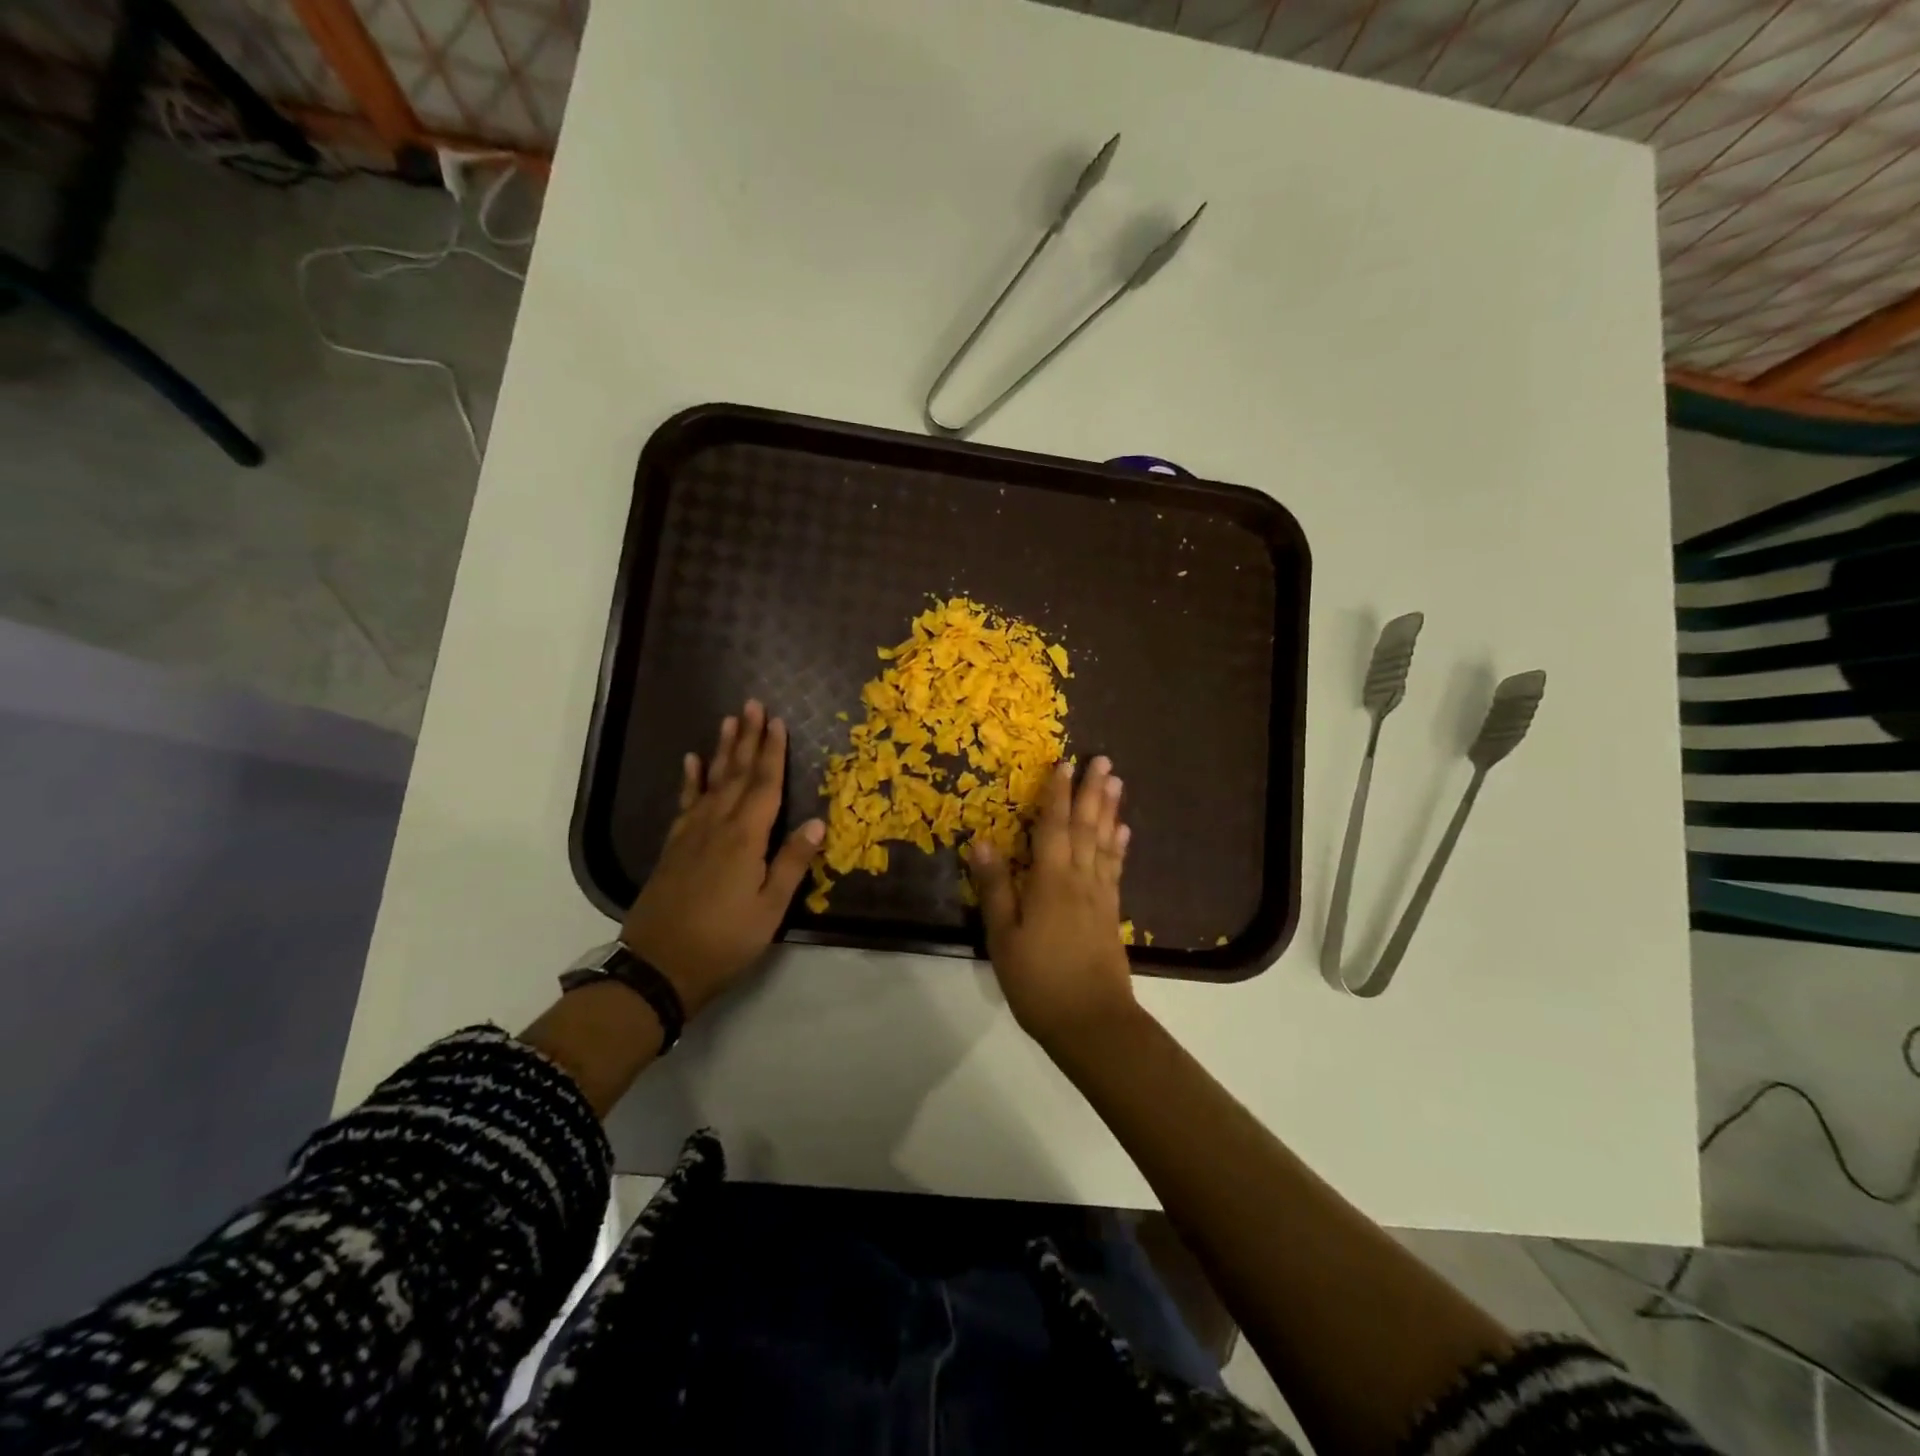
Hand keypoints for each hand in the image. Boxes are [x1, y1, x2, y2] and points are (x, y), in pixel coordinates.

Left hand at [622, 701, 823, 1017]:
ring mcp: (691, 834)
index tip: (778, 721)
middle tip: (753, 704)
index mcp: (746, 838)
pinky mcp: (674, 847)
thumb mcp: (769, 909)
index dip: (773, 753)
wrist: (658, 966)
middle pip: (737, 774)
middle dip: (748, 739)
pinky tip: (692, 762)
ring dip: (723, 751)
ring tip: (729, 721)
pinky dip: (691, 780)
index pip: (765, 786)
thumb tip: (818, 823)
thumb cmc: (724, 940)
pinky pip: (686, 803)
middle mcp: (718, 826)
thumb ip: (792, 863)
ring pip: (712, 782)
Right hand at [968, 755, 1137, 1048]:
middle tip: (1103, 760)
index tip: (1064, 763)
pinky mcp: (1111, 913)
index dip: (1057, 794)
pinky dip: (1119, 846)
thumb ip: (995, 887)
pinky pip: (1115, 868)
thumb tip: (982, 840)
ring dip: (1110, 810)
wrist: (1092, 1022)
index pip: (1053, 827)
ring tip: (1116, 783)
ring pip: (1105, 842)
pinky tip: (1123, 832)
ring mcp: (1100, 896)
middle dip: (1092, 792)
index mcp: (1050, 882)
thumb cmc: (1038, 981)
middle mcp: (1079, 880)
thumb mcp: (1003, 937)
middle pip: (1087, 827)